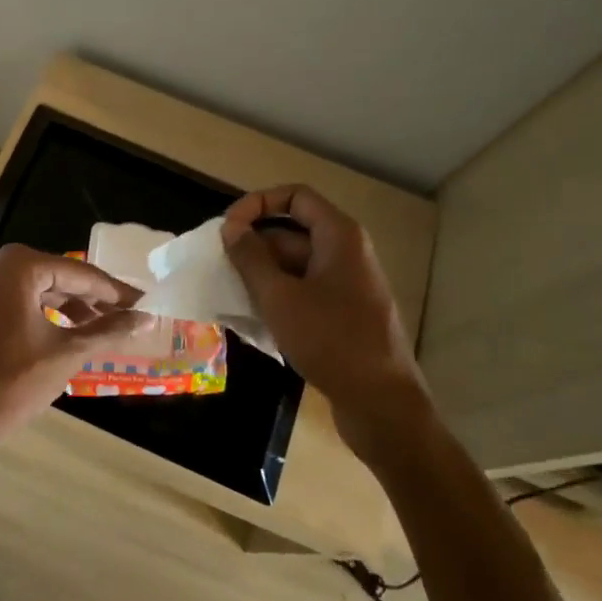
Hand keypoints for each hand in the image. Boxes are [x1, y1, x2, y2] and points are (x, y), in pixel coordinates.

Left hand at [0, 244, 149, 448]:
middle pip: (59, 276)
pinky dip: (47, 314)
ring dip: (72, 306)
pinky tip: (69, 332)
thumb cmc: (14, 382)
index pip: (80, 273)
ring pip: (40, 290)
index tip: (145, 303)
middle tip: (128, 315)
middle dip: (94, 298)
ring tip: (103, 327)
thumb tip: (147, 318)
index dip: (115, 291)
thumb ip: (108, 330)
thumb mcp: (67, 354)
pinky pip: (21, 302)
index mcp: (20, 267)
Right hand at [221, 185, 428, 457]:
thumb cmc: (331, 341)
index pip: (295, 196)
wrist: (382, 403)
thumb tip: (231, 228)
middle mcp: (346, 252)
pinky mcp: (343, 313)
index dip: (257, 204)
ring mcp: (347, 284)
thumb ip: (251, 258)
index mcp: (339, 236)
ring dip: (261, 274)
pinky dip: (277, 296)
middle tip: (219, 266)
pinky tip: (252, 317)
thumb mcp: (280, 297)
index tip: (228, 229)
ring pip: (295, 264)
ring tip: (229, 293)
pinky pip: (304, 290)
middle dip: (254, 245)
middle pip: (292, 231)